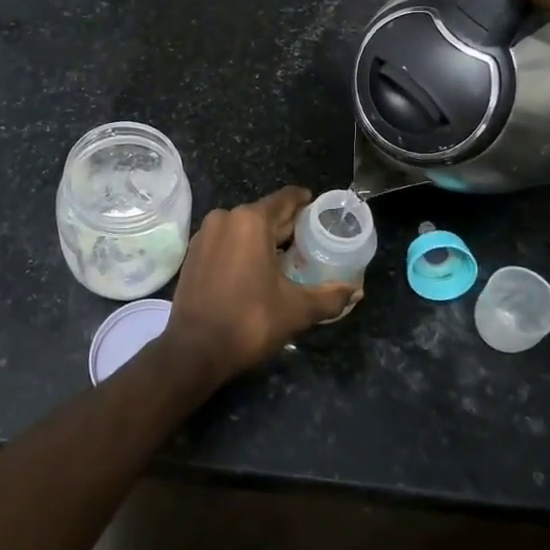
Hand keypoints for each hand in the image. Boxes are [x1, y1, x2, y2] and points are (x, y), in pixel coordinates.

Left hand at [161, 187, 359, 380]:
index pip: (286, 199)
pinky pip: (226, 241)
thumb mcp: (296, 310)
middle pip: (265, 213)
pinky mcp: (193, 254)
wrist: (194, 350)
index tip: (321, 212)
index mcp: (251, 220)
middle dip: (287, 226)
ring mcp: (205, 235)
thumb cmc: (249, 321)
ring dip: (264, 238)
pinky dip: (243, 248)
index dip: (306, 203)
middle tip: (311, 241)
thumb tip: (356, 291)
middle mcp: (225, 218)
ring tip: (287, 257)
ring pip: (243, 227)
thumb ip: (330, 297)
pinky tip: (257, 269)